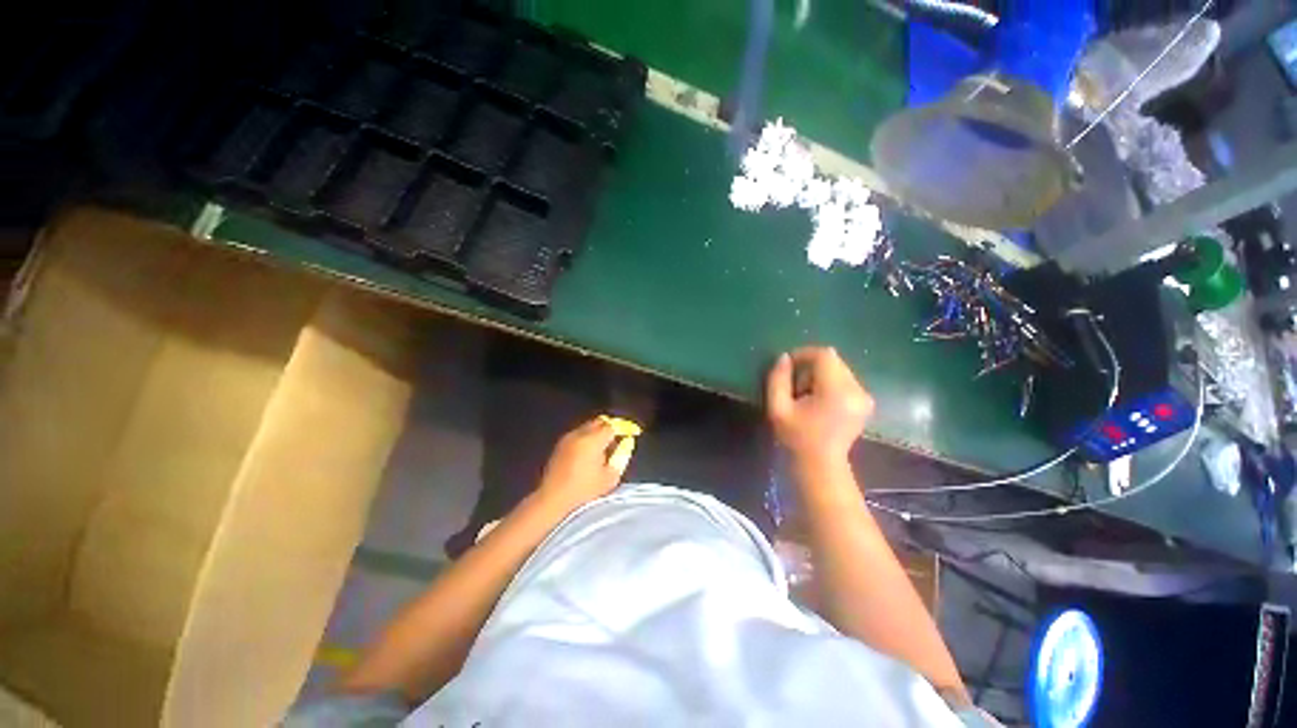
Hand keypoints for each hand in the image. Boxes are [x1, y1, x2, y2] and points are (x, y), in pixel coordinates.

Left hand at [534, 418, 631, 512]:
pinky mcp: (561, 444)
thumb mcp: (610, 477)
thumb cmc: (584, 489)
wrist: (553, 497)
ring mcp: (568, 437)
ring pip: (588, 426)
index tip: (632, 433)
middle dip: (611, 428)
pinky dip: (587, 437)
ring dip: (598, 432)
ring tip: (604, 448)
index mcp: (593, 440)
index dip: (623, 428)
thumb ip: (621, 457)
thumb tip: (626, 443)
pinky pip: (579, 433)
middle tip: (618, 440)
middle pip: (599, 422)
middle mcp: (580, 434)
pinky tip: (589, 452)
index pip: (612, 426)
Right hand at [766, 347, 873, 463]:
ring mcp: (865, 396)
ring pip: (838, 368)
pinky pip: (845, 379)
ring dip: (819, 374)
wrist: (821, 465)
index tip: (788, 365)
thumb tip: (784, 358)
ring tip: (806, 395)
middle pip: (833, 360)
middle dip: (810, 366)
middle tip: (795, 385)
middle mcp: (857, 390)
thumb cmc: (796, 438)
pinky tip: (819, 401)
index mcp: (836, 391)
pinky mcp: (866, 402)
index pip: (824, 355)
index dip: (804, 354)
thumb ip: (777, 380)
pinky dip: (829, 383)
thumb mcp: (778, 409)